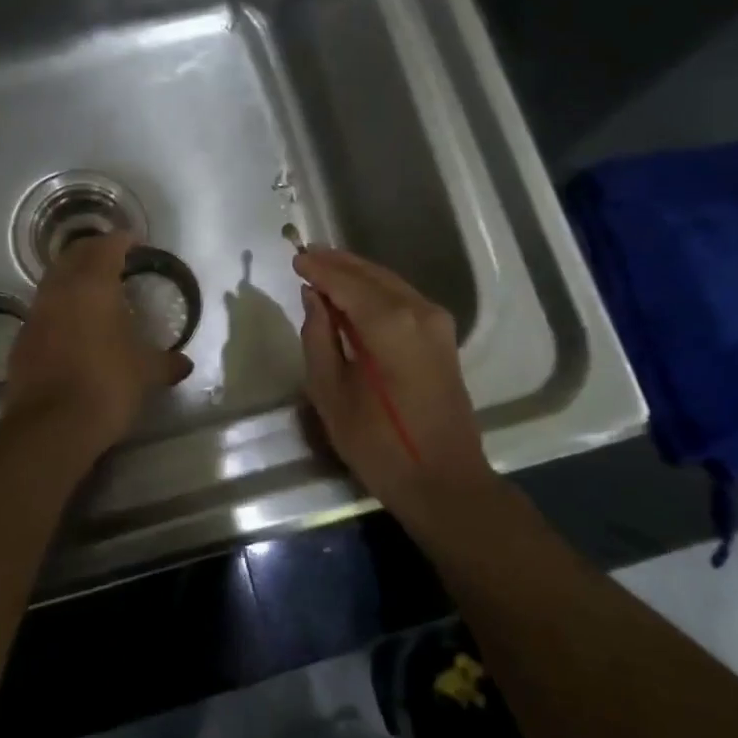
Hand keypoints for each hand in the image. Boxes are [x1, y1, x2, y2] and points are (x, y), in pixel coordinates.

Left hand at [5, 232, 192, 456]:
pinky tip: (72, 324)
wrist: (51, 426)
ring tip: (92, 289)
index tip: (135, 242)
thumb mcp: (146, 373)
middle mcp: (60, 290)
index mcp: (93, 285)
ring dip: (72, 277)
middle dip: (93, 251)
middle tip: (113, 258)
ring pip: (53, 280)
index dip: (122, 240)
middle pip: (74, 256)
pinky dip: (59, 306)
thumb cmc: (107, 385)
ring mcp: (36, 314)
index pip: (107, 247)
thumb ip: (166, 363)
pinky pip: (43, 309)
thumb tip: (184, 364)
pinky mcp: (22, 339)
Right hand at [294, 246, 484, 500]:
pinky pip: (403, 298)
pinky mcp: (443, 337)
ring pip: (389, 282)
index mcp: (388, 323)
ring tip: (324, 269)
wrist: (444, 482)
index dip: (318, 268)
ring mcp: (437, 322)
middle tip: (306, 255)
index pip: (345, 281)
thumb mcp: (330, 392)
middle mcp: (418, 311)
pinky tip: (354, 296)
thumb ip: (318, 336)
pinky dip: (376, 290)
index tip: (294, 257)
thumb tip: (314, 297)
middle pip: (371, 274)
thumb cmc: (378, 443)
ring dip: (357, 274)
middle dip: (337, 263)